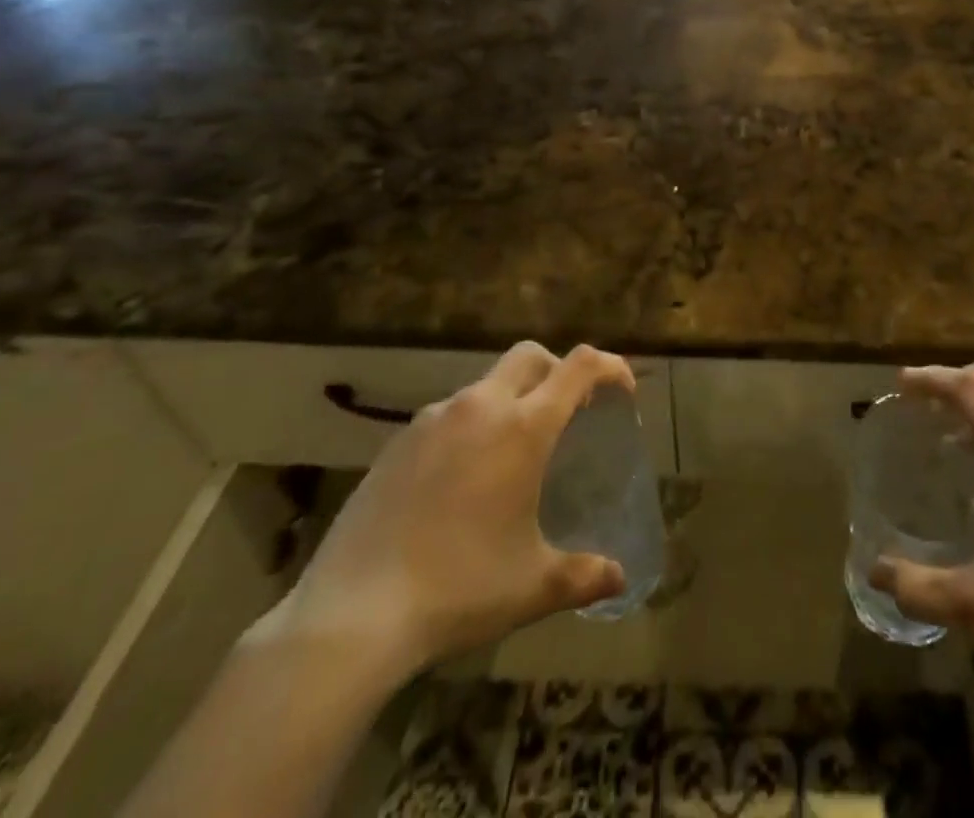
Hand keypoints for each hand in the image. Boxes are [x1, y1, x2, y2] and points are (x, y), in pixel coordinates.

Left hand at [263, 343, 632, 694]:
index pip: (578, 366)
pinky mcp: (397, 442)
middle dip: (556, 371)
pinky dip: (470, 426)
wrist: (351, 617)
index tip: (622, 390)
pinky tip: (461, 479)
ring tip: (512, 453)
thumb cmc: (459, 589)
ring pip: (485, 384)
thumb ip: (584, 575)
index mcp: (523, 427)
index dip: (609, 366)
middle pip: (530, 356)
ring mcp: (432, 420)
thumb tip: (619, 578)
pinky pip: (448, 415)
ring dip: (511, 400)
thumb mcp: (533, 586)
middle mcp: (480, 407)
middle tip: (568, 412)